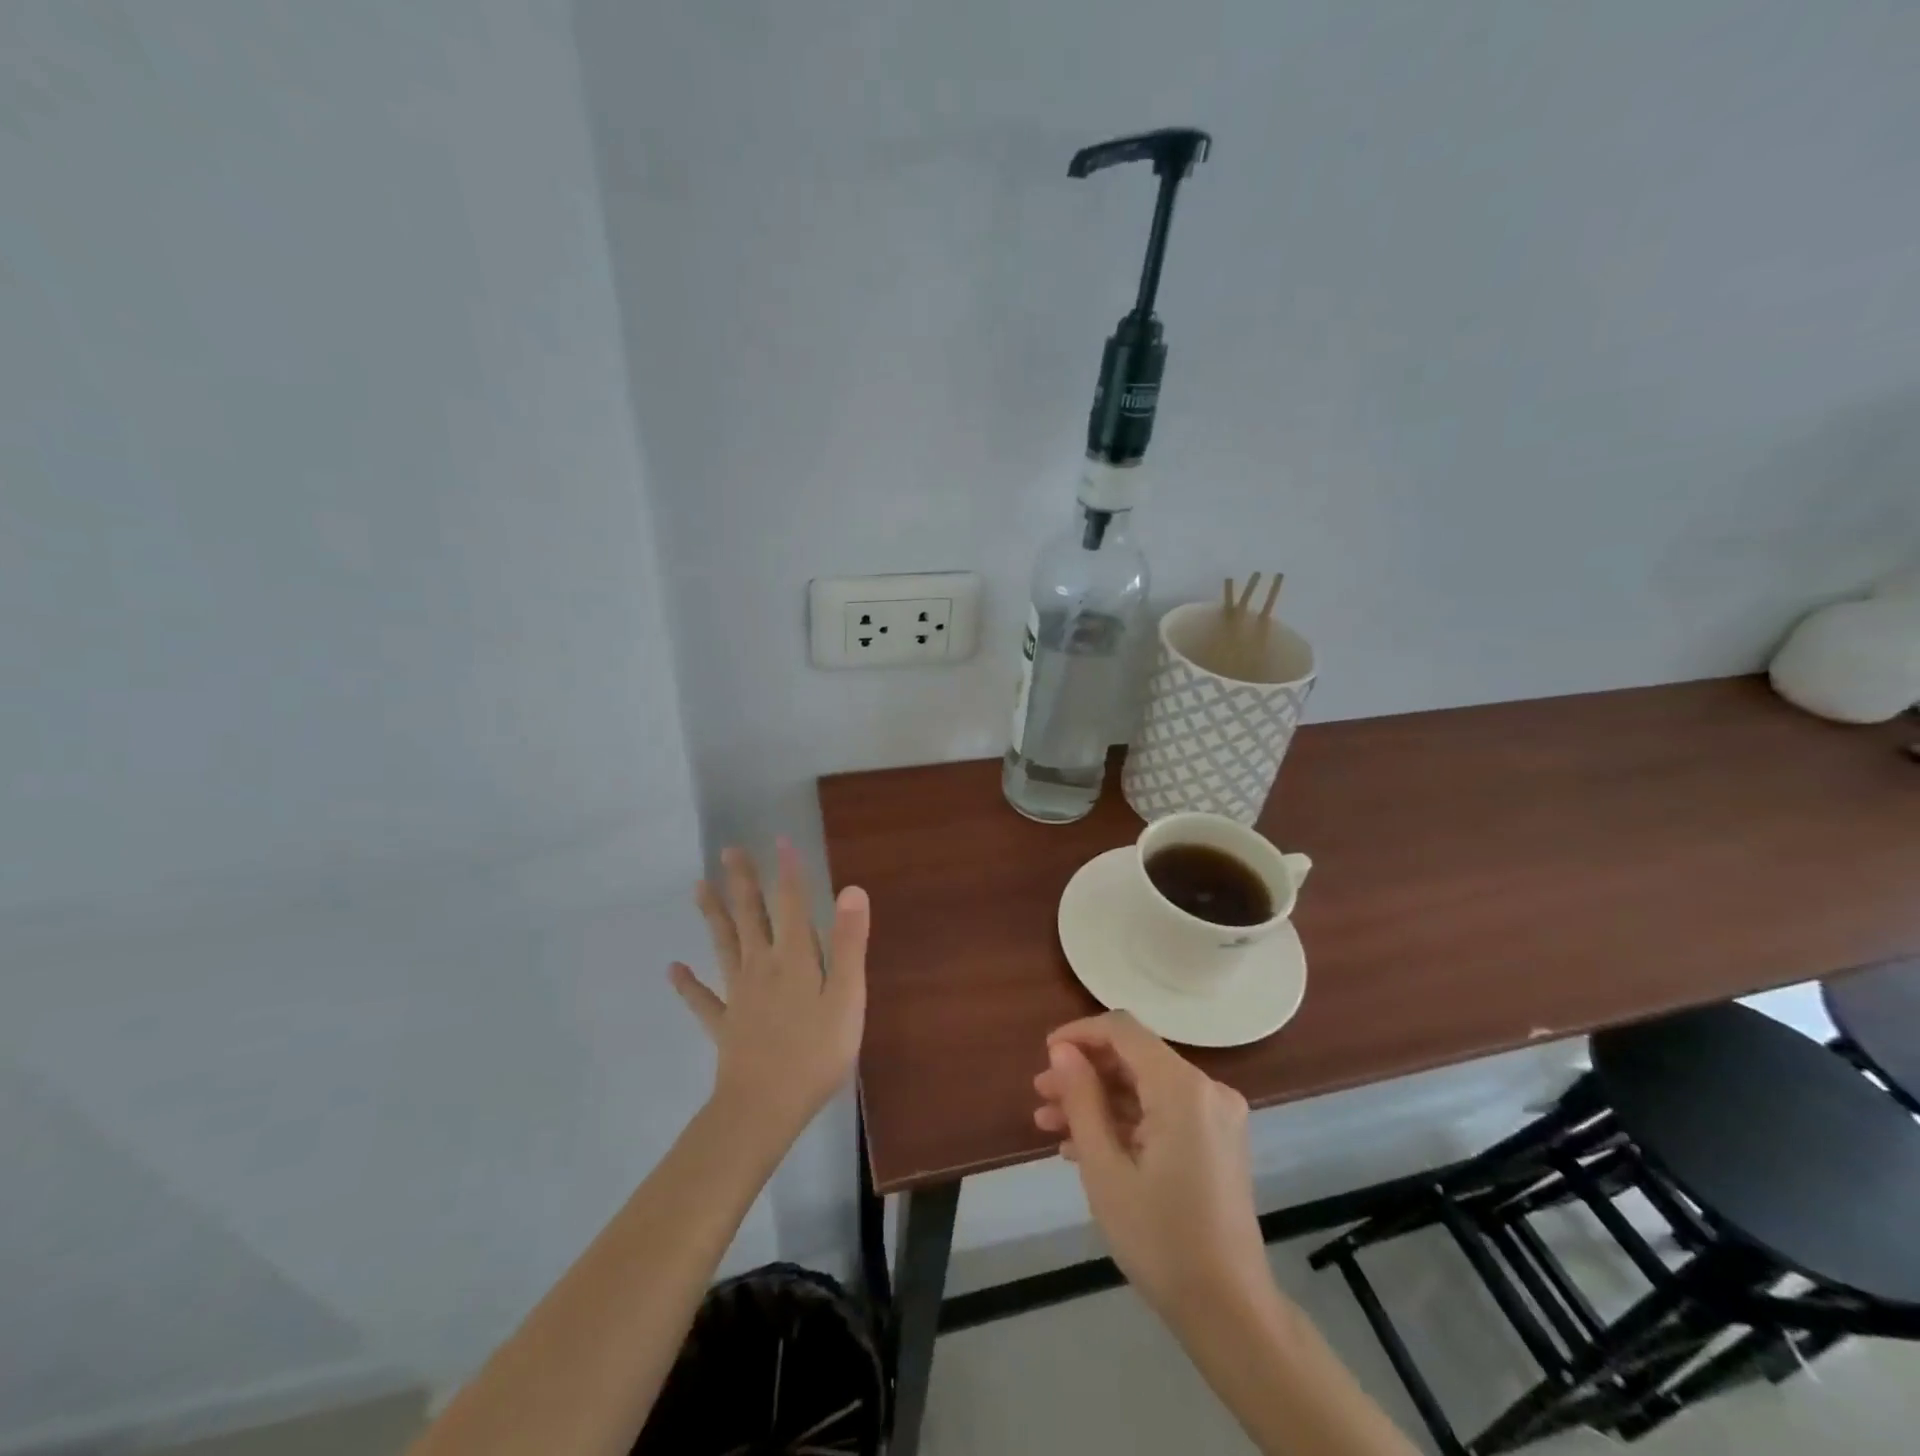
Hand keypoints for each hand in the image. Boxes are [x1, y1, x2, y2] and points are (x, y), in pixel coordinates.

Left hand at [670, 839, 868, 1145]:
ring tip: (698, 887)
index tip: (780, 839)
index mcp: (795, 958)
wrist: (764, 1108)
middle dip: (743, 882)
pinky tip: (673, 969)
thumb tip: (851, 889)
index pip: (792, 904)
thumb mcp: (847, 997)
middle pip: (751, 916)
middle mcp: (762, 967)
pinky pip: (702, 999)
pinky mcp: (724, 1024)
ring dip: (713, 915)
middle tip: (729, 850)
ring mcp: (738, 995)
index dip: (788, 871)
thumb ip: (850, 943)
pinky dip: (687, 984)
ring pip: (724, 945)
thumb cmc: (816, 1053)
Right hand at [1033, 1011, 1270, 1321]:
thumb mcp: (1105, 1169)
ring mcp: (1215, 1116)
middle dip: (1084, 1073)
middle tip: (1040, 1097)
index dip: (1079, 1034)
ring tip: (1050, 1124)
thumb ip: (1082, 1100)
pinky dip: (1125, 1123)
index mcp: (1182, 1087)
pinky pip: (1163, 1114)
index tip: (1044, 1055)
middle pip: (1134, 1058)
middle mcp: (1205, 1089)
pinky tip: (1083, 1147)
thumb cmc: (1160, 1239)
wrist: (1231, 1313)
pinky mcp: (1216, 1141)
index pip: (1123, 1030)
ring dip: (1098, 1101)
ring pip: (1145, 1088)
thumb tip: (1062, 1050)